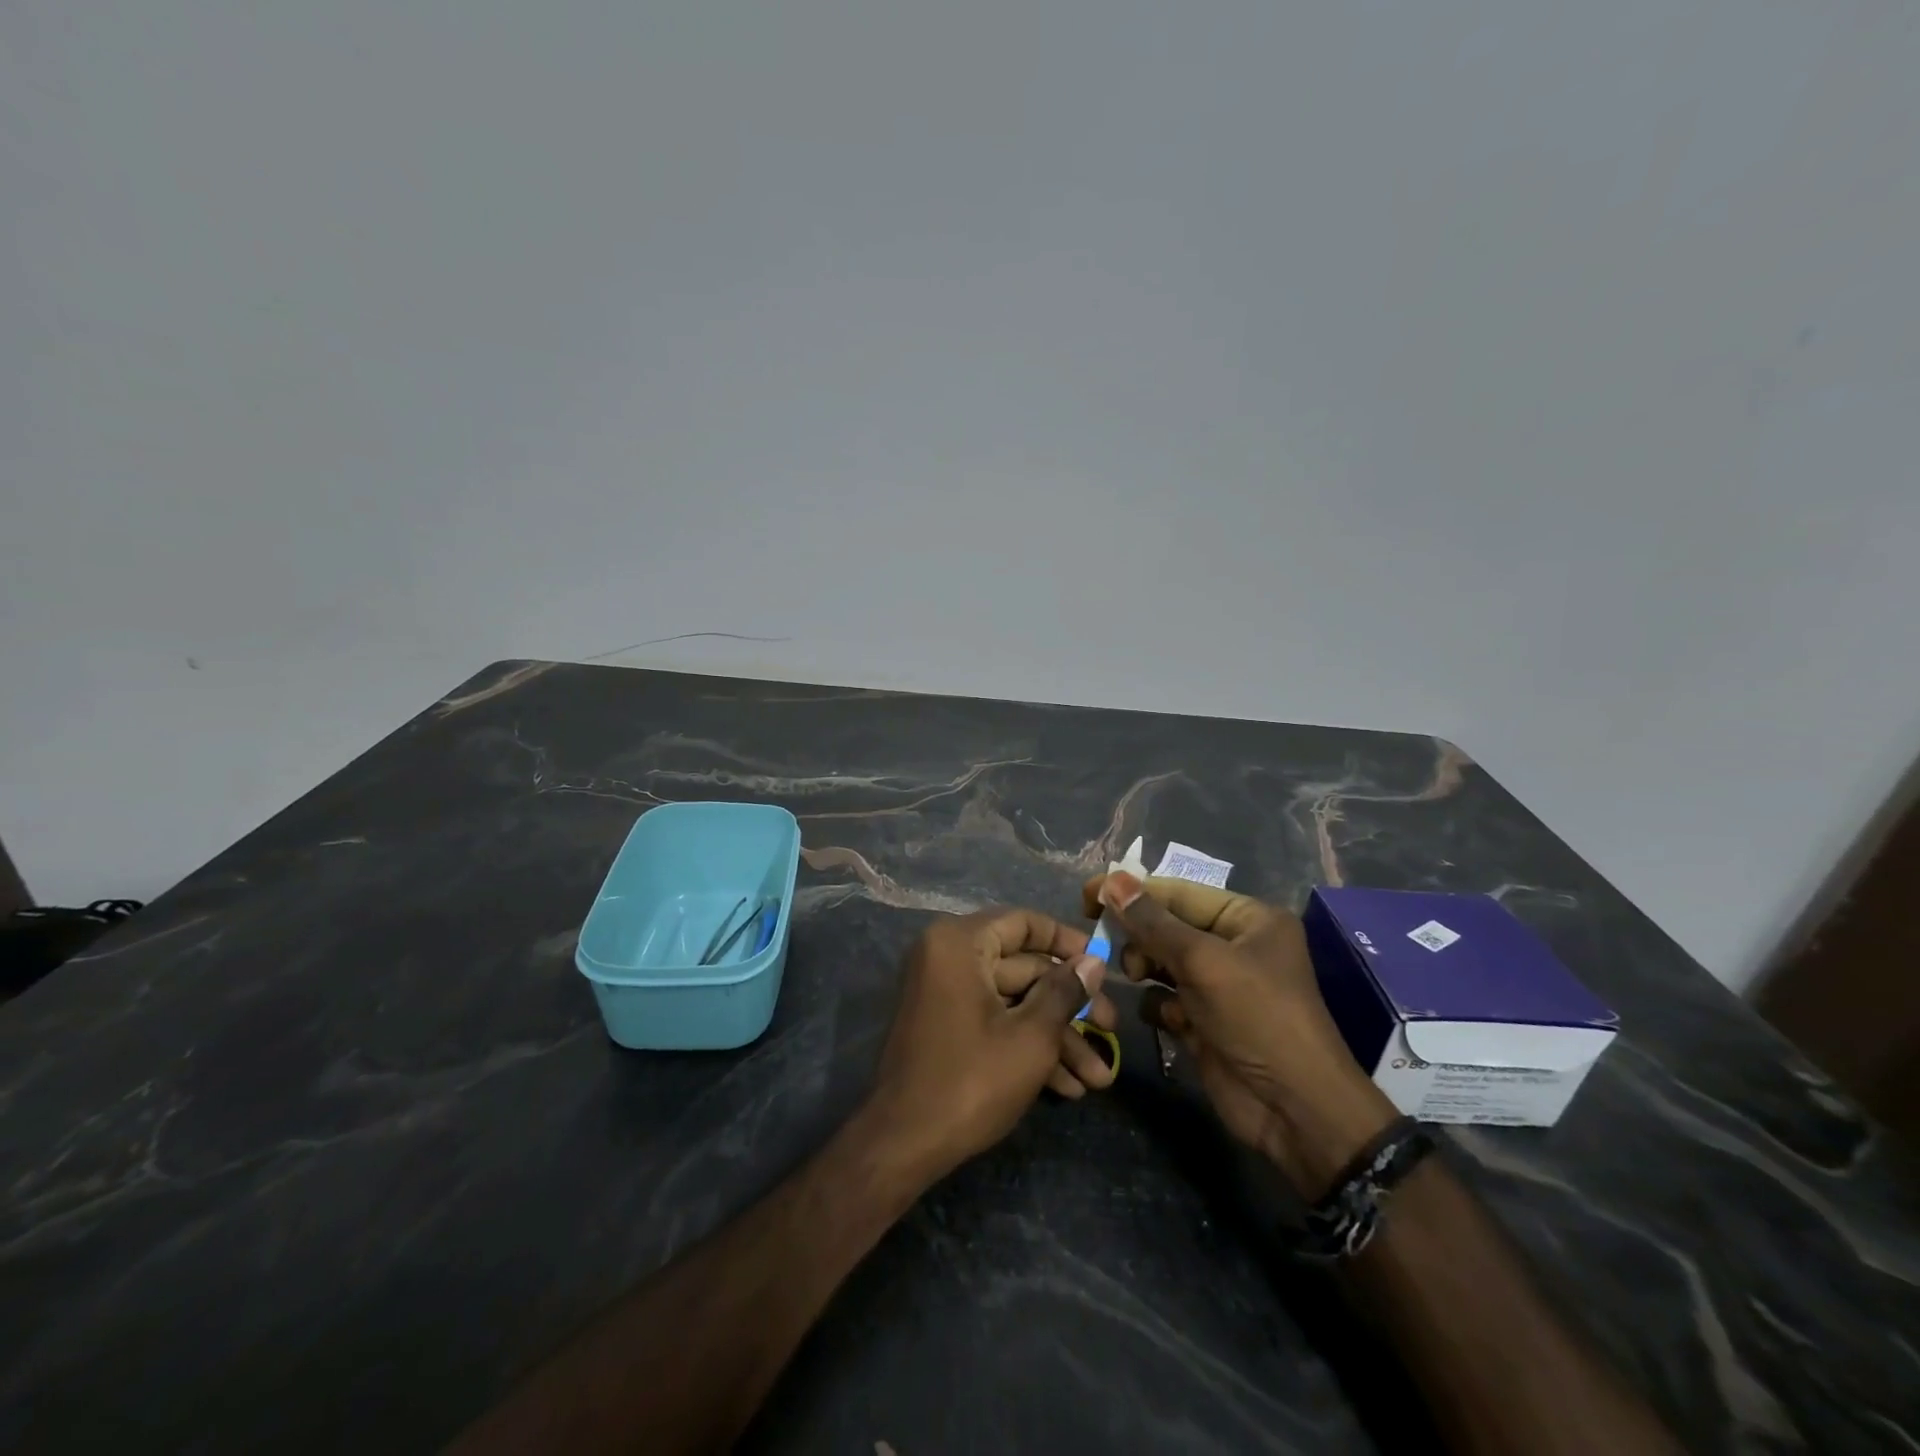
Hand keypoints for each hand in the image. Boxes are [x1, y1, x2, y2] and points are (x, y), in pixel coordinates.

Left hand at [863, 909, 1114, 1183]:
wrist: (902, 1145)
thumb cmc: (970, 1081)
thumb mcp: (1031, 1037)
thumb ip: (1065, 992)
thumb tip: (1094, 961)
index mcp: (960, 943)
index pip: (1024, 922)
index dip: (1068, 942)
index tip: (1104, 966)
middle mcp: (948, 957)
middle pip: (1024, 968)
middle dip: (1070, 1008)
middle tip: (1111, 1033)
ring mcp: (946, 993)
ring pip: (1014, 1002)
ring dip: (1056, 1038)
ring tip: (1098, 1080)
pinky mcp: (947, 1026)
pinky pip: (994, 1021)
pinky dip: (1026, 1047)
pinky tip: (1067, 1087)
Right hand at [1084, 873, 1396, 1197]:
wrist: (1293, 1111)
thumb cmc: (1257, 1018)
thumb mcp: (1203, 962)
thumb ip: (1152, 922)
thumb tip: (1111, 880)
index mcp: (1248, 918)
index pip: (1178, 892)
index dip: (1132, 891)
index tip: (1087, 895)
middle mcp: (1234, 945)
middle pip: (1167, 926)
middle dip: (1139, 935)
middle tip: (1114, 947)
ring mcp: (1219, 985)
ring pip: (1161, 961)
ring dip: (1143, 968)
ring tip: (1136, 978)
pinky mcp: (1204, 1020)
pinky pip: (1165, 998)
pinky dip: (1157, 1004)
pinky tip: (1166, 1019)